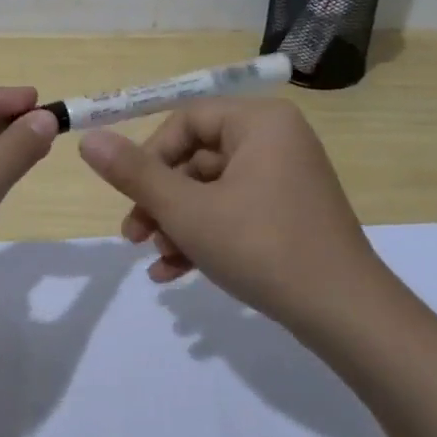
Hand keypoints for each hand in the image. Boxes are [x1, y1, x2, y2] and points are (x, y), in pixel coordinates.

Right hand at [77, 97, 382, 334]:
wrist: (347, 316)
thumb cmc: (262, 247)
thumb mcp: (188, 211)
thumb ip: (135, 174)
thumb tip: (89, 138)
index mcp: (259, 122)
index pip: (187, 120)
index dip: (150, 156)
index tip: (130, 196)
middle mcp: (276, 139)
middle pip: (198, 157)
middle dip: (161, 200)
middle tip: (135, 237)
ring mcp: (287, 177)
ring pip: (213, 190)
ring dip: (179, 224)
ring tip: (158, 262)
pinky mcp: (290, 213)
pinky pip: (237, 211)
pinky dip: (206, 236)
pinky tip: (175, 273)